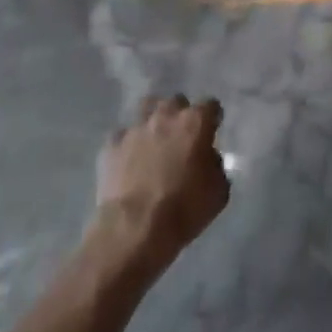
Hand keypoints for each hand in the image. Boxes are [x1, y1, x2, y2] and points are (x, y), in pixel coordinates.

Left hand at [93, 95, 229, 271]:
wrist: (135, 228)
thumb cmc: (184, 210)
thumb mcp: (218, 192)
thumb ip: (215, 166)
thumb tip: (207, 159)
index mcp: (195, 123)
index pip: (210, 105)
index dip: (212, 118)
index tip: (212, 131)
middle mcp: (165, 116)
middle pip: (176, 102)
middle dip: (180, 115)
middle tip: (181, 137)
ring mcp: (136, 128)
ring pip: (146, 108)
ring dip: (153, 119)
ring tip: (153, 139)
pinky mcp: (112, 144)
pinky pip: (122, 136)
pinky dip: (127, 145)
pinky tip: (129, 161)